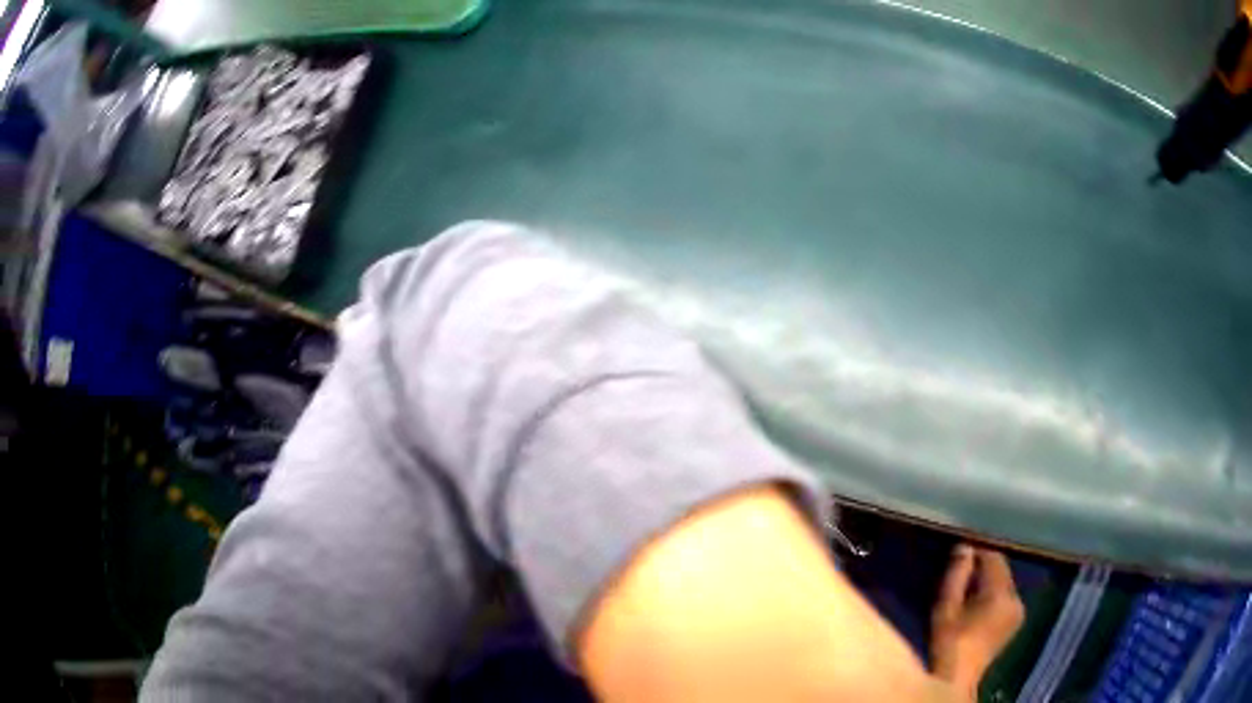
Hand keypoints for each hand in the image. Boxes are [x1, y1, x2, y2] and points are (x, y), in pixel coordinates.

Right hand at [930, 545, 1024, 701]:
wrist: (957, 677)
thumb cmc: (948, 642)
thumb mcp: (946, 607)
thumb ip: (956, 575)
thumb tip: (965, 546)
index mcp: (1001, 594)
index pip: (994, 558)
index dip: (978, 552)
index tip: (961, 554)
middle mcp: (1016, 598)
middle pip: (1002, 570)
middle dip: (984, 568)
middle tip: (962, 573)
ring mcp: (1019, 610)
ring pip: (1005, 583)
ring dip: (989, 582)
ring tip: (969, 590)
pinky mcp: (1016, 620)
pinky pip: (1007, 596)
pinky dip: (995, 595)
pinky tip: (979, 606)